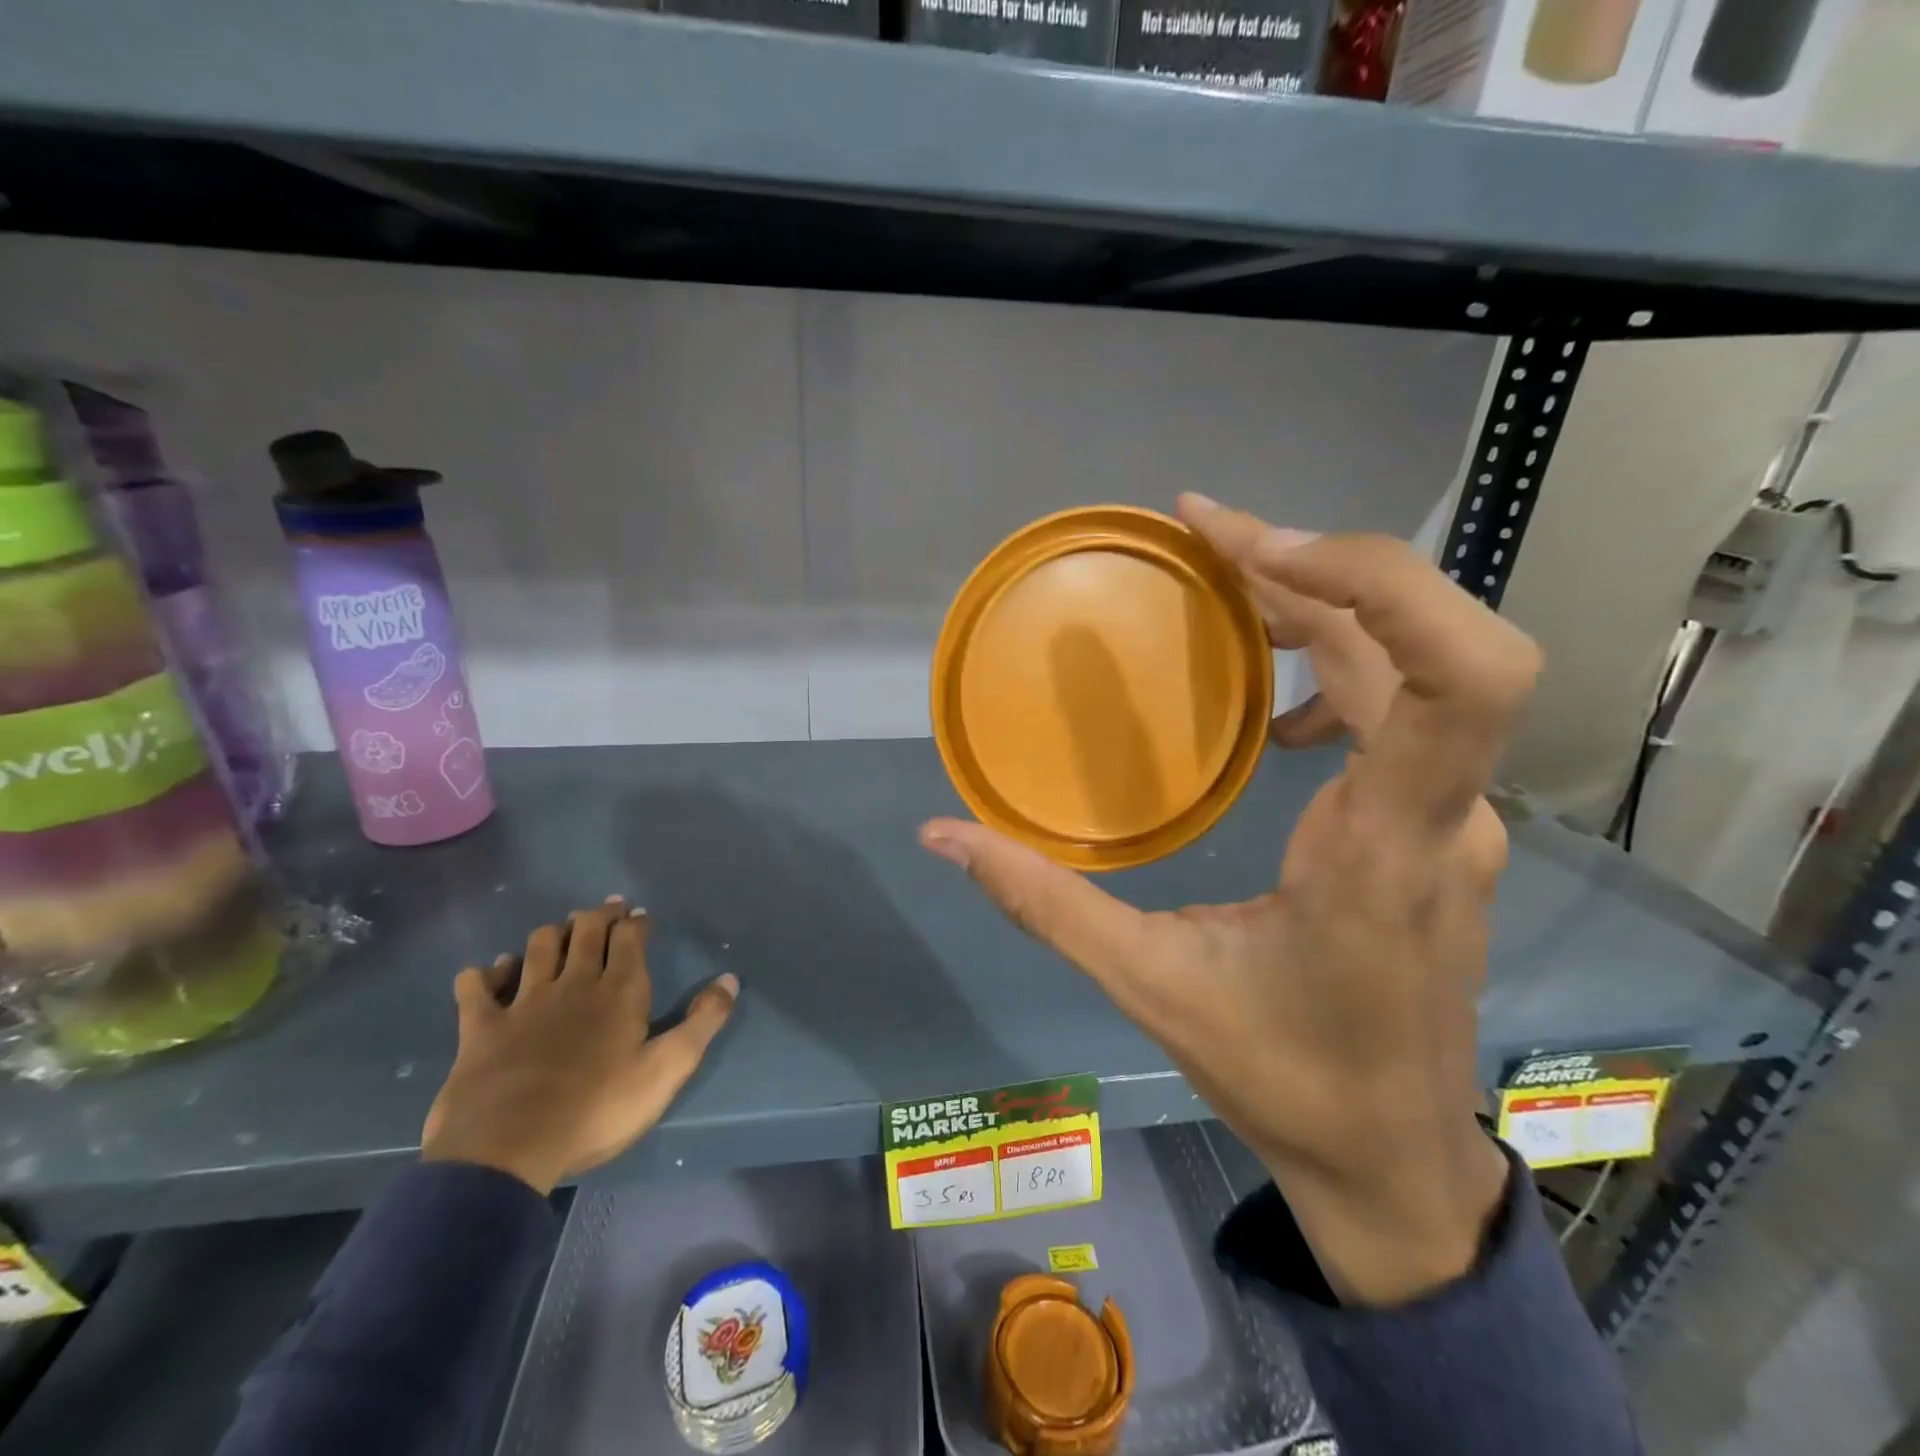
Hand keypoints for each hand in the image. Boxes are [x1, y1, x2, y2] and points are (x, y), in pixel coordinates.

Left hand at [421, 897, 737, 1194]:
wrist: (508, 1148)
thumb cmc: (598, 1108)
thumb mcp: (667, 1069)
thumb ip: (702, 1022)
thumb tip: (730, 979)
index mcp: (619, 991)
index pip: (629, 939)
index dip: (636, 922)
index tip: (640, 914)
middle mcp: (573, 984)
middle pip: (585, 931)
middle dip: (599, 915)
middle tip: (608, 908)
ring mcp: (523, 1002)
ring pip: (538, 947)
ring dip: (552, 933)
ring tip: (561, 931)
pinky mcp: (481, 1027)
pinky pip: (477, 987)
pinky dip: (484, 973)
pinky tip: (491, 971)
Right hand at [919, 495, 1539, 1305]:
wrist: (1394, 1157)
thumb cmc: (1283, 1076)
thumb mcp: (1148, 985)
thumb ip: (1043, 903)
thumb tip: (944, 834)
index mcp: (1384, 847)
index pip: (1459, 676)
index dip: (1379, 580)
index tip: (1255, 547)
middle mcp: (1442, 812)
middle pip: (1422, 638)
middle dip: (1316, 565)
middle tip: (1205, 532)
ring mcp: (1452, 815)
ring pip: (1413, 665)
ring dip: (1325, 603)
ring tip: (1225, 580)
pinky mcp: (1437, 823)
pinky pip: (1404, 707)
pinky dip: (1338, 666)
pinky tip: (1270, 708)